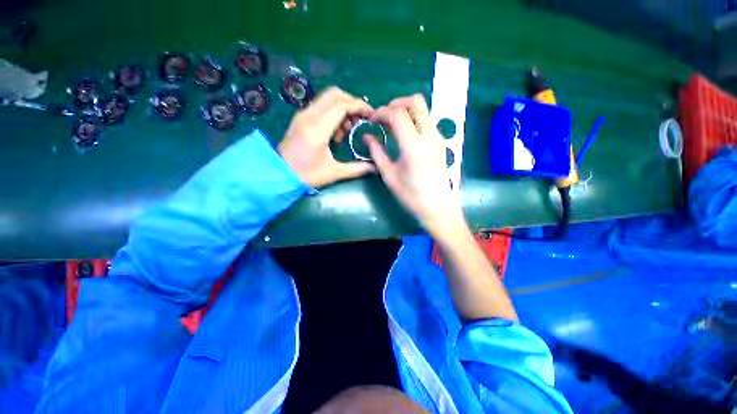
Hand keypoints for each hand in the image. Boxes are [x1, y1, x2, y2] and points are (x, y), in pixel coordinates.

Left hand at [278, 87, 375, 188]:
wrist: (278, 174)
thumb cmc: (306, 175)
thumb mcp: (333, 173)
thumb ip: (356, 168)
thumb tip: (375, 167)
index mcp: (317, 128)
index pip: (342, 105)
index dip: (359, 106)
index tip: (371, 115)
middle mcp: (309, 116)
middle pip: (335, 94)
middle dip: (352, 103)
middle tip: (359, 121)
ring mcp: (303, 115)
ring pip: (327, 98)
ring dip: (342, 109)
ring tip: (346, 131)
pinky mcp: (300, 118)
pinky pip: (321, 106)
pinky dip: (333, 113)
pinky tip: (334, 133)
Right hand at [365, 94, 465, 237]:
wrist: (438, 206)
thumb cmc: (411, 195)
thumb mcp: (389, 175)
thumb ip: (377, 152)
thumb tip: (367, 136)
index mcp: (414, 145)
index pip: (397, 113)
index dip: (381, 112)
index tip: (371, 121)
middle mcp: (429, 135)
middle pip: (415, 102)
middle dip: (395, 104)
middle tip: (383, 118)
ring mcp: (437, 136)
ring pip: (423, 108)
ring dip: (405, 110)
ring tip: (391, 125)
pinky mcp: (440, 141)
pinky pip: (426, 119)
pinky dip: (413, 118)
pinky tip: (404, 134)